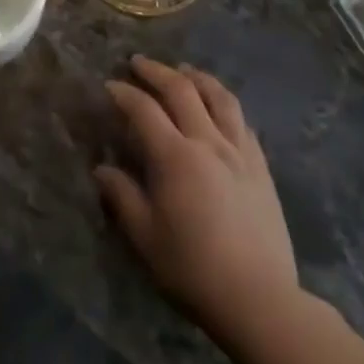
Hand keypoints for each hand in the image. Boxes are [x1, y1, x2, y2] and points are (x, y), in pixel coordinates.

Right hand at [95, 56, 296, 337]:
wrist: (260, 300)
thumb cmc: (194, 270)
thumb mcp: (146, 238)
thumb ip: (123, 197)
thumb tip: (102, 169)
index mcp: (176, 157)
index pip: (144, 110)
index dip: (124, 93)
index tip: (109, 86)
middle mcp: (208, 142)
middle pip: (182, 90)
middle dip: (157, 72)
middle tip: (139, 63)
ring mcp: (239, 151)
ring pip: (219, 97)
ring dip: (197, 77)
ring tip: (184, 71)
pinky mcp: (261, 166)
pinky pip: (242, 120)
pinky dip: (224, 104)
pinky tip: (219, 107)